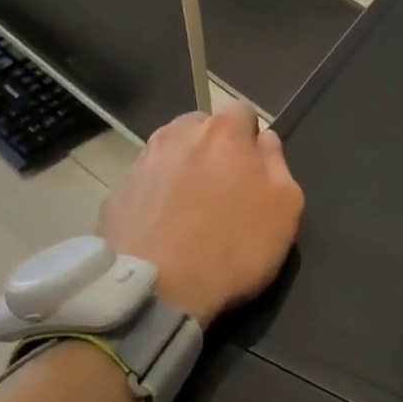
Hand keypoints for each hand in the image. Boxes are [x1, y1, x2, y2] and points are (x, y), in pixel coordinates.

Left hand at [98, 104, 303, 327]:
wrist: (157, 290)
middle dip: (214, 148)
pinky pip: (146, 183)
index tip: (255, 169)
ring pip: (170, 152)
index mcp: (223, 131)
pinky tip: (164, 228)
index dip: (252, 138)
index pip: (243, 111)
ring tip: (190, 210)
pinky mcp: (116, 193)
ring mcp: (142, 162)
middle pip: (201, 127)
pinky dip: (156, 196)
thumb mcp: (286, 207)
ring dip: (183, 169)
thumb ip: (278, 163)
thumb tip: (264, 140)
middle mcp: (177, 134)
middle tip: (223, 189)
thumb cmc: (234, 246)